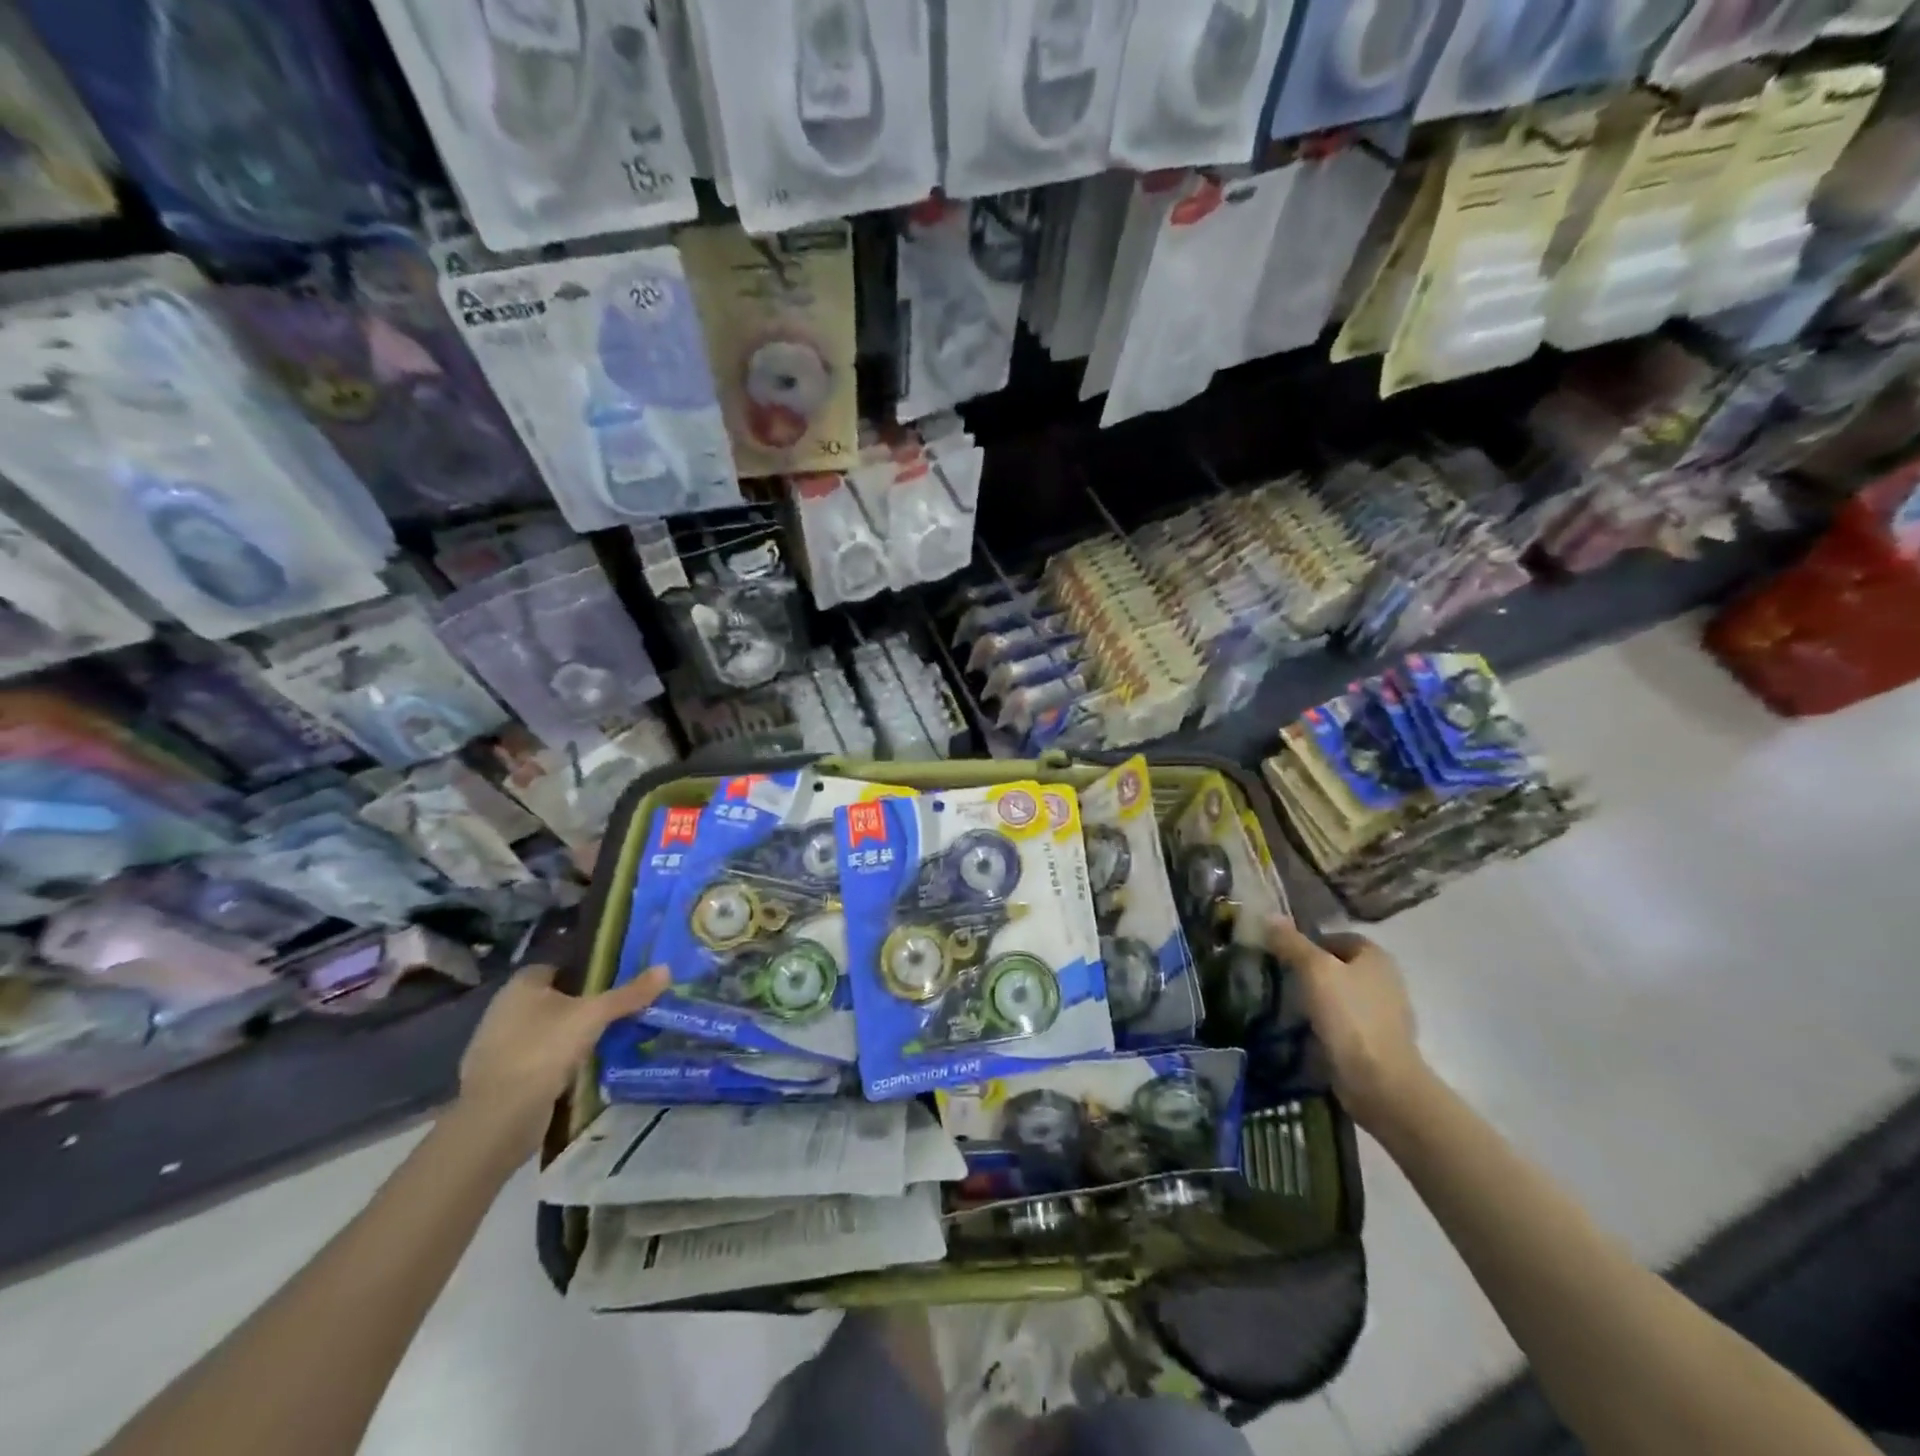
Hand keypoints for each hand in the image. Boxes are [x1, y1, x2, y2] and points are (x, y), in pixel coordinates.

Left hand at [456, 964, 667, 1153]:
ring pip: (545, 1032)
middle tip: (617, 1013)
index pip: (558, 968)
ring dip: (569, 1038)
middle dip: (581, 1007)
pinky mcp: (500, 1079)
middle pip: (553, 1000)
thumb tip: (667, 969)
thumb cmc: (543, 1049)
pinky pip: (537, 1062)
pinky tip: (581, 1072)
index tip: (614, 984)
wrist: (498, 1118)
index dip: (585, 973)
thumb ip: (629, 994)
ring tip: (607, 1042)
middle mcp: (504, 1010)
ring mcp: (498, 1047)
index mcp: (521, 986)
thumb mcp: (594, 1016)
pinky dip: (556, 1065)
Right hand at [1266, 918, 1428, 1132]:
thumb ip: (1292, 942)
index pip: (1336, 937)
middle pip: (1338, 965)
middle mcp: (1385, 979)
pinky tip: (1307, 1030)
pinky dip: (1327, 1023)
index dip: (1308, 942)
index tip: (1281, 955)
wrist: (1380, 1081)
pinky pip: (1345, 1022)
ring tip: (1287, 1004)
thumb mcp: (1314, 970)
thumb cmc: (1349, 1015)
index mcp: (1376, 956)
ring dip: (1318, 998)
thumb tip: (1269, 915)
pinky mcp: (1377, 1041)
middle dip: (1311, 970)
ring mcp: (1384, 1013)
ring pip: (1341, 994)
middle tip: (1280, 977)